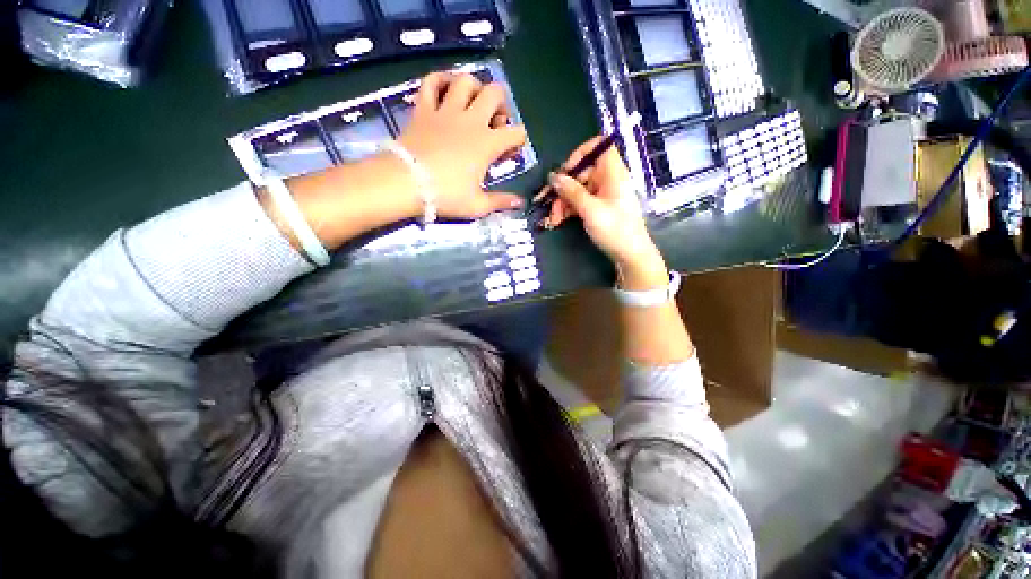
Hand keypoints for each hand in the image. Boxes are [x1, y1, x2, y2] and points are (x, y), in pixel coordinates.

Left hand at [396, 72, 527, 218]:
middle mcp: (471, 121)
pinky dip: (440, 80)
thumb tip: (520, 202)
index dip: (518, 140)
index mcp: (488, 144)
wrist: (407, 183)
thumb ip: (501, 201)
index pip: (516, 132)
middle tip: (495, 120)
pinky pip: (431, 82)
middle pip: (495, 93)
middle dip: (501, 103)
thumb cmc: (447, 195)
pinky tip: (445, 89)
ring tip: (473, 102)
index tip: (510, 152)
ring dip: (474, 87)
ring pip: (465, 81)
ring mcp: (446, 111)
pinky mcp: (424, 109)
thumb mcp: (477, 205)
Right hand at [544, 137, 667, 288]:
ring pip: (578, 190)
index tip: (565, 170)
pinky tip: (558, 221)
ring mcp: (603, 195)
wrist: (630, 256)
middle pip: (582, 173)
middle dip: (563, 189)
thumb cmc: (615, 230)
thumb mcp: (590, 210)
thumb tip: (553, 176)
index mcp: (613, 173)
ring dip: (562, 203)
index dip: (580, 153)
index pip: (599, 147)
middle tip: (550, 206)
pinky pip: (580, 202)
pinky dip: (569, 210)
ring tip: (553, 220)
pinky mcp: (599, 208)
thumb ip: (571, 191)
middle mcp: (608, 180)